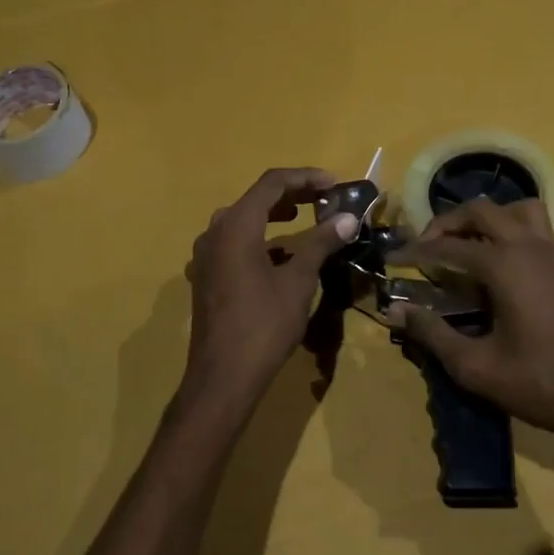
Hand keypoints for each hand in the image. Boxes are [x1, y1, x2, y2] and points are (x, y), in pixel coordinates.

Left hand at [179, 168, 359, 417]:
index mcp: (235, 226)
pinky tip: (280, 255)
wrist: (223, 377)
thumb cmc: (264, 325)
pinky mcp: (206, 277)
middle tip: (323, 199)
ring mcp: (206, 256)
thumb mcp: (298, 281)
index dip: (305, 178)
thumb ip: (320, 243)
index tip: (334, 183)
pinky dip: (259, 239)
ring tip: (304, 218)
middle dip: (291, 195)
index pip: (271, 184)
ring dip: (273, 215)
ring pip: (241, 221)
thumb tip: (347, 218)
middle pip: (255, 199)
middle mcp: (214, 233)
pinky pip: (233, 244)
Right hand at [395, 198, 553, 465]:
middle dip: (448, 222)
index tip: (391, 258)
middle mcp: (528, 248)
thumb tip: (394, 311)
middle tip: (426, 247)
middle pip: (482, 211)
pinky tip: (512, 260)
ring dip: (491, 218)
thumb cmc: (536, 382)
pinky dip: (525, 235)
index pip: (447, 246)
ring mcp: (553, 255)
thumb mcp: (474, 365)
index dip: (414, 251)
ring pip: (521, 210)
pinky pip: (546, 233)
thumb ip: (431, 333)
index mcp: (503, 265)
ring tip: (469, 243)